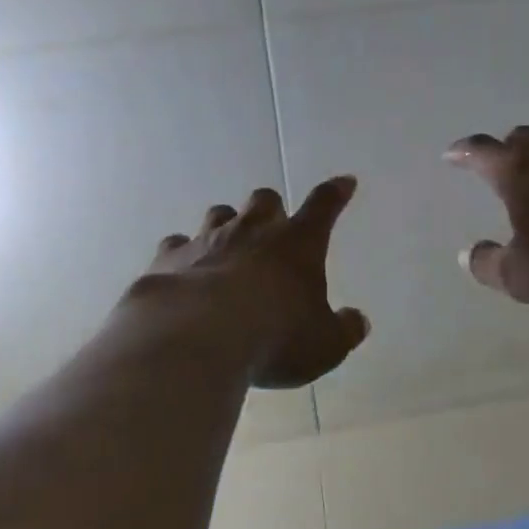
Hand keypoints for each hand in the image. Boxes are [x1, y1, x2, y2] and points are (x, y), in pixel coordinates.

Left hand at [130, 177, 369, 388]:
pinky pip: (176, 245)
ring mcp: (208, 240)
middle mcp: (253, 231)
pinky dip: (183, 254)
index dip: (335, 194)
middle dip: (270, 209)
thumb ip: (343, 330)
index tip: (344, 182)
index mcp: (297, 243)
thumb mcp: (324, 345)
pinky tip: (183, 272)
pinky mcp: (170, 258)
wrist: (197, 337)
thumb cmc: (275, 337)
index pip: (323, 207)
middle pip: (264, 200)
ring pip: (219, 214)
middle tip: (271, 229)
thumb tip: (358, 321)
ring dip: (226, 225)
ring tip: (226, 247)